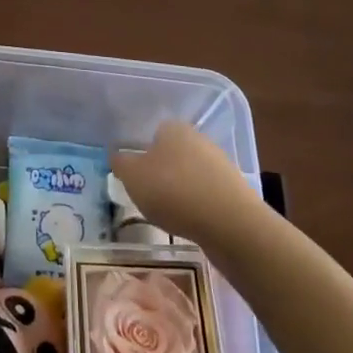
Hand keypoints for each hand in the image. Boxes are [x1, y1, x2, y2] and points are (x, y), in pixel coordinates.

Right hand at [111, 120, 261, 247]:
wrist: (230, 223)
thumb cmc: (173, 191)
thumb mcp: (133, 177)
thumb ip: (121, 163)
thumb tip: (118, 156)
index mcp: (173, 128)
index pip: (153, 133)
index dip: (142, 153)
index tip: (135, 175)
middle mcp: (198, 139)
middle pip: (173, 153)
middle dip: (161, 171)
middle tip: (147, 194)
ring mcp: (220, 164)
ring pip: (190, 174)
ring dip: (179, 189)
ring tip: (168, 213)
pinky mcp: (234, 190)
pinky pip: (206, 194)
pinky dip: (196, 205)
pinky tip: (190, 221)